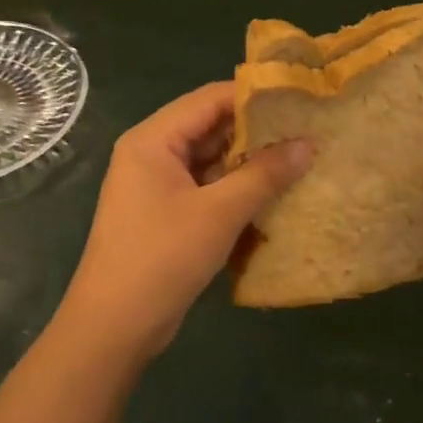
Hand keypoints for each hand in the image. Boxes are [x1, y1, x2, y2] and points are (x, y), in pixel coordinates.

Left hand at [60, 82, 311, 361]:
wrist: (115, 325)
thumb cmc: (163, 257)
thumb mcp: (220, 212)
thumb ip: (264, 175)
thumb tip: (308, 144)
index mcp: (153, 140)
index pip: (209, 99)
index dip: (254, 96)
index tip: (299, 99)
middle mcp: (151, 154)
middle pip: (209, 128)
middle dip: (256, 131)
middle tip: (307, 130)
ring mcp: (157, 187)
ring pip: (210, 161)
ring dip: (248, 163)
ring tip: (299, 159)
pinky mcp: (165, 215)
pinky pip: (206, 189)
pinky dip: (235, 190)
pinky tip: (272, 195)